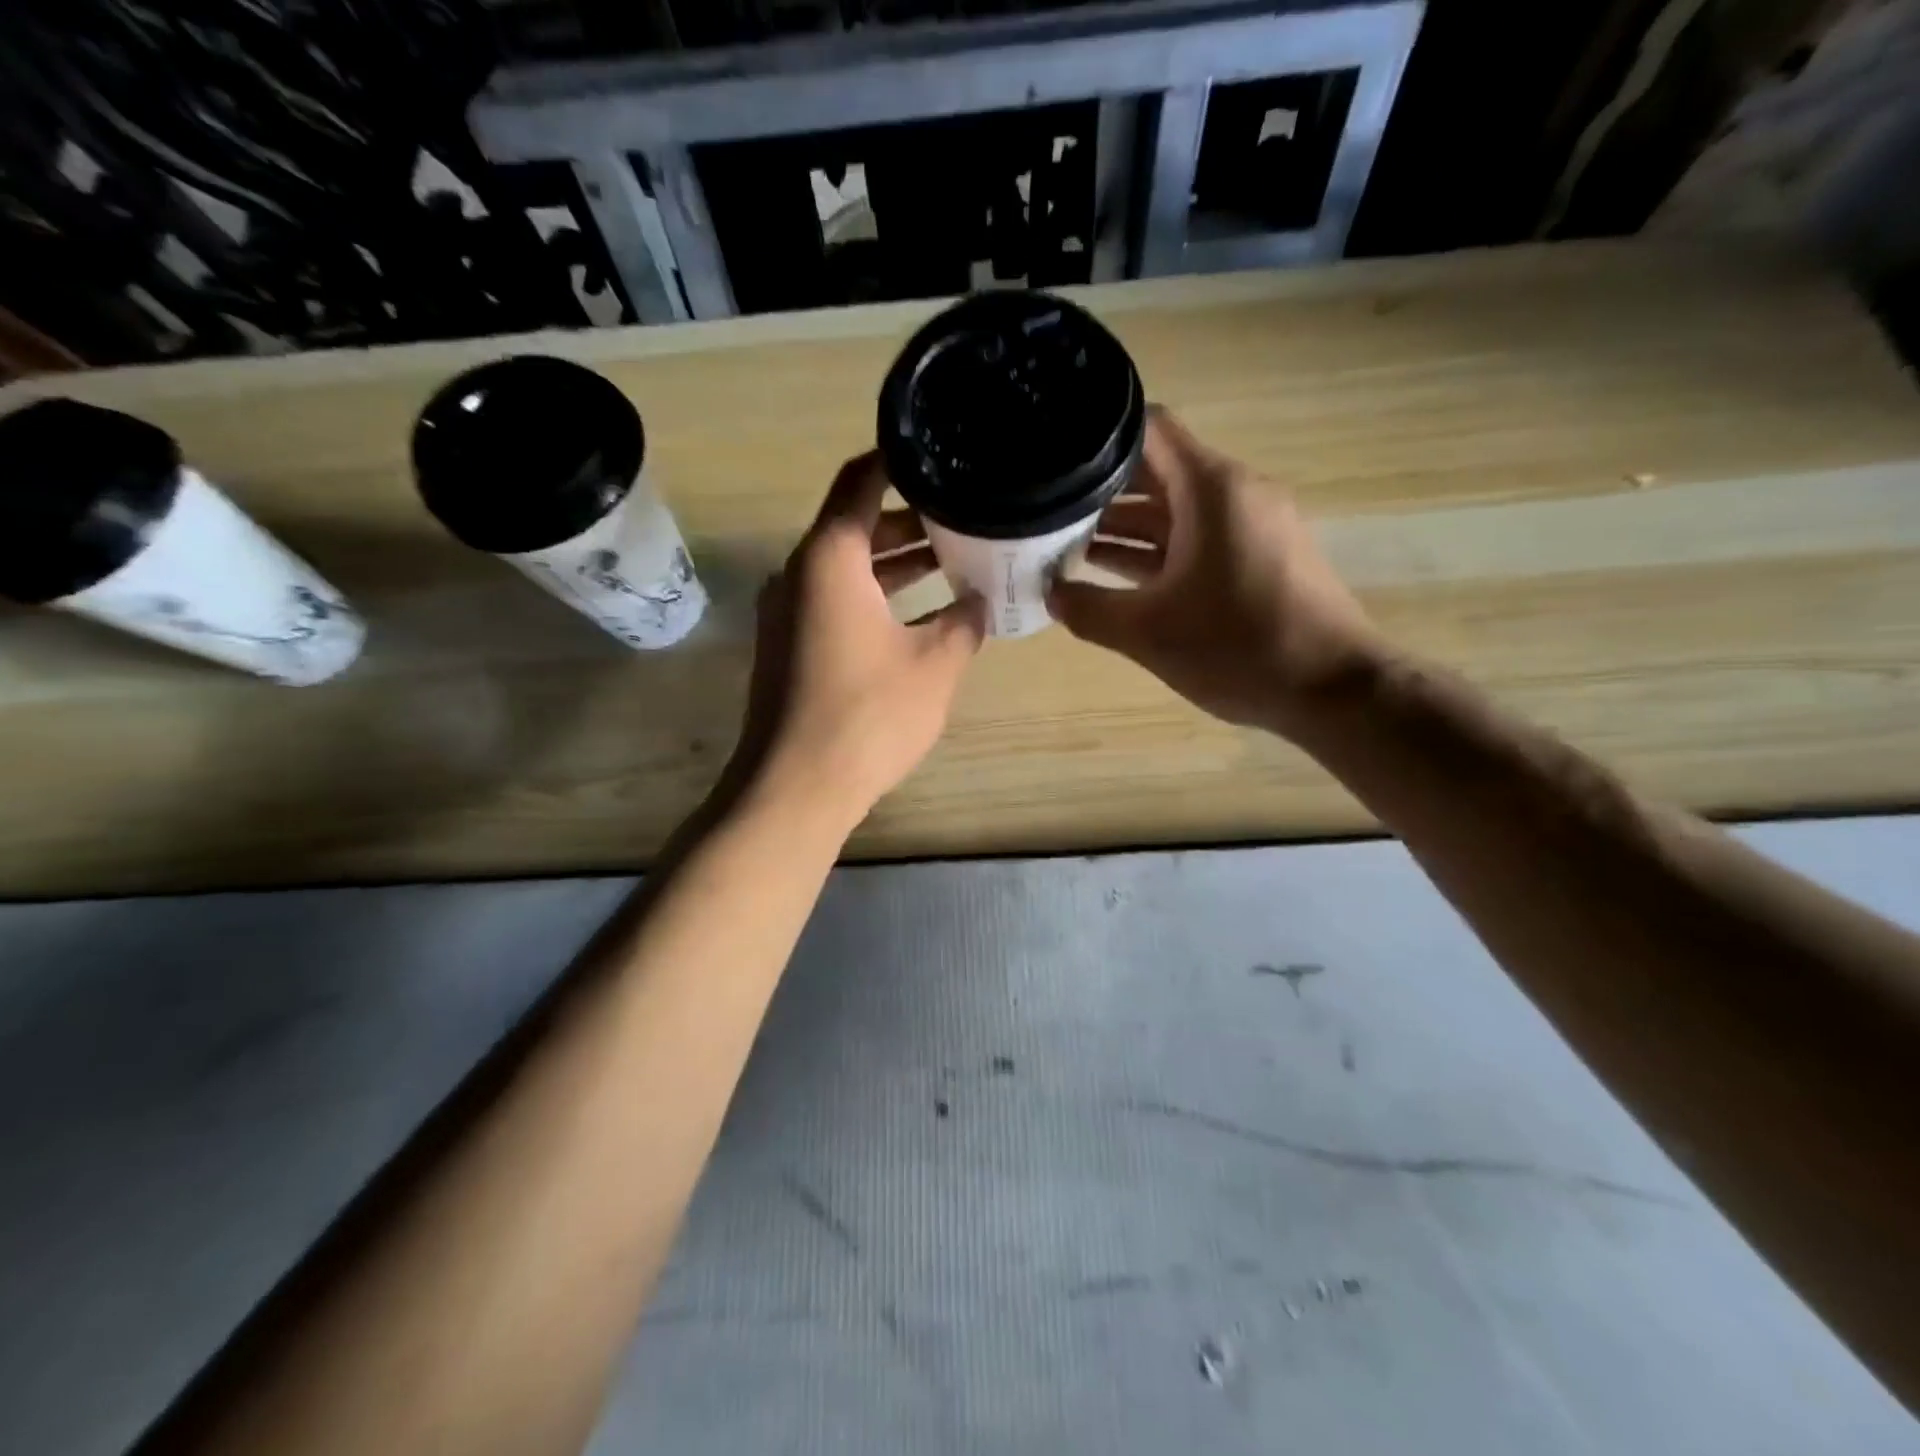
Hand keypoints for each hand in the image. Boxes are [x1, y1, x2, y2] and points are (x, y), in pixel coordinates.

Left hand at [733, 451, 985, 824]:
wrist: (795, 787)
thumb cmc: (868, 716)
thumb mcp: (935, 665)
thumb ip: (964, 622)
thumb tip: (979, 602)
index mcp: (830, 558)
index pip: (862, 481)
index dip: (900, 460)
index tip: (940, 452)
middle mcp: (799, 572)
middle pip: (856, 523)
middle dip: (911, 517)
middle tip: (965, 514)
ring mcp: (789, 610)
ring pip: (848, 566)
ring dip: (896, 561)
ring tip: (954, 559)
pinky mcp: (789, 645)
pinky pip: (836, 600)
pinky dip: (876, 595)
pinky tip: (919, 613)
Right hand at [1048, 407, 1382, 732]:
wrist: (1332, 690)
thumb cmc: (1238, 648)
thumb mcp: (1148, 632)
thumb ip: (1089, 610)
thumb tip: (1050, 595)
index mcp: (1211, 489)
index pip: (1148, 430)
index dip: (1097, 439)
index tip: (1055, 460)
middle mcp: (1234, 493)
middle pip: (1157, 472)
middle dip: (1101, 492)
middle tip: (1047, 512)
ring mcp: (1250, 526)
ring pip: (1175, 512)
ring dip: (1125, 528)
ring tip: (1066, 546)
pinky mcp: (1258, 558)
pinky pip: (1197, 540)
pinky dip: (1157, 553)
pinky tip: (1113, 577)